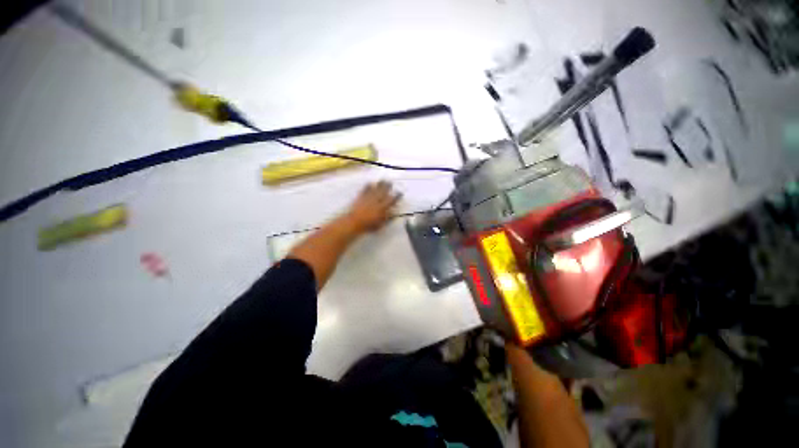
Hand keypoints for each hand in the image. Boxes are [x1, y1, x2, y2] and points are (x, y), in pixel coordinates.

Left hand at [345, 181, 401, 232]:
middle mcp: (377, 200)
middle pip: (384, 191)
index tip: (400, 193)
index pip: (392, 200)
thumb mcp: (381, 224)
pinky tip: (370, 183)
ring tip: (383, 181)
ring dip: (380, 184)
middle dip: (388, 186)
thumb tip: (394, 214)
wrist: (354, 222)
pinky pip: (366, 189)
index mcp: (383, 207)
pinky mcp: (361, 197)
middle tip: (390, 183)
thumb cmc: (369, 225)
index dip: (397, 196)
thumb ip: (388, 219)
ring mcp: (369, 198)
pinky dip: (368, 186)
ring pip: (376, 189)